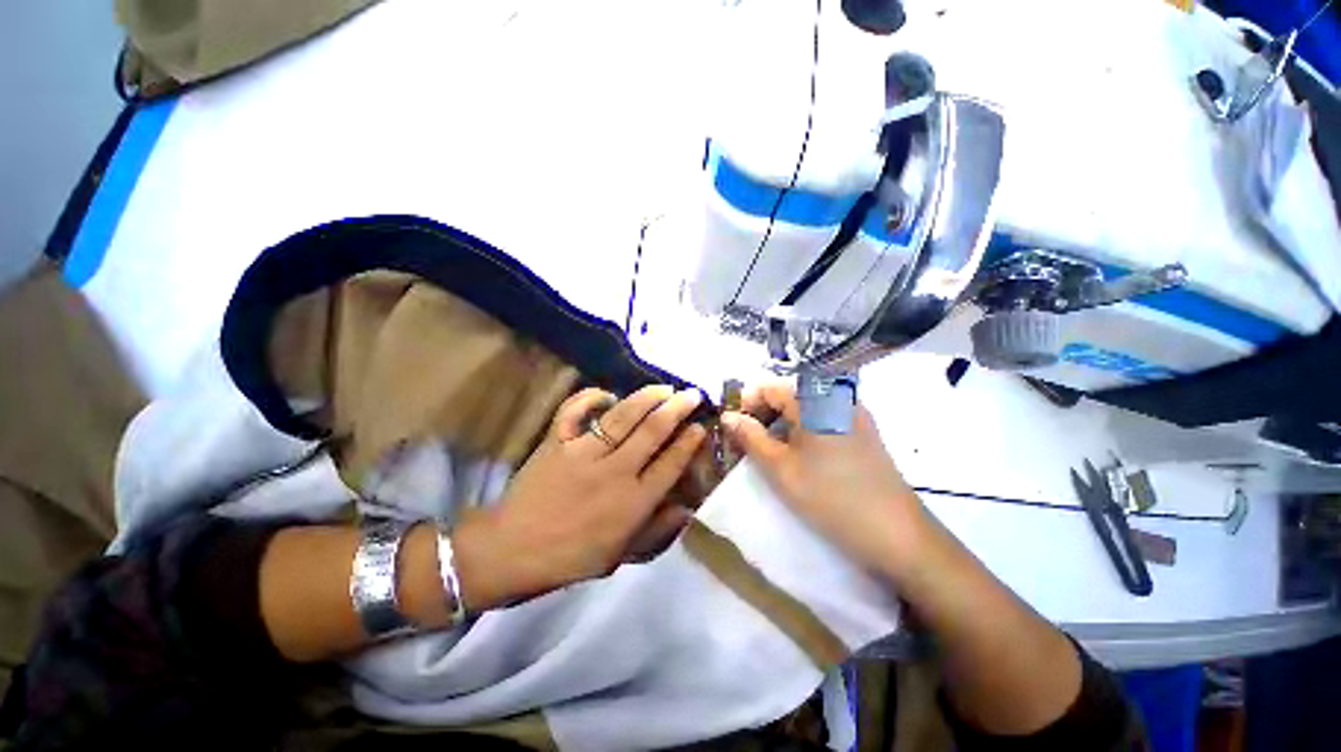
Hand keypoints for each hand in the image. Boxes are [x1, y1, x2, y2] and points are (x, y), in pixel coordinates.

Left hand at [453, 385, 706, 610]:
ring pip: (623, 416)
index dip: (689, 442)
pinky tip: (607, 394)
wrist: (511, 551)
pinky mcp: (557, 441)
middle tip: (693, 394)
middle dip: (677, 409)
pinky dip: (590, 397)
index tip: (701, 426)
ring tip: (664, 388)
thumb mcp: (621, 556)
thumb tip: (687, 509)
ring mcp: (583, 453)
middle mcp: (614, 472)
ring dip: (647, 398)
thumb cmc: (571, 558)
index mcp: (632, 502)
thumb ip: (656, 532)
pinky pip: (574, 410)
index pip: (670, 464)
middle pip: (653, 432)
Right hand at [720, 382, 928, 576]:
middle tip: (748, 444)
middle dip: (763, 415)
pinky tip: (800, 457)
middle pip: (788, 395)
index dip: (746, 404)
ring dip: (782, 425)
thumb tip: (728, 416)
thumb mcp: (780, 468)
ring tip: (770, 454)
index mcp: (814, 399)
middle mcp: (836, 397)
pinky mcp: (864, 431)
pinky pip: (823, 420)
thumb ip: (750, 437)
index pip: (769, 387)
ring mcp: (853, 413)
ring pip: (805, 409)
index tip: (733, 428)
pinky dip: (803, 431)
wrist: (896, 534)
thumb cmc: (829, 497)